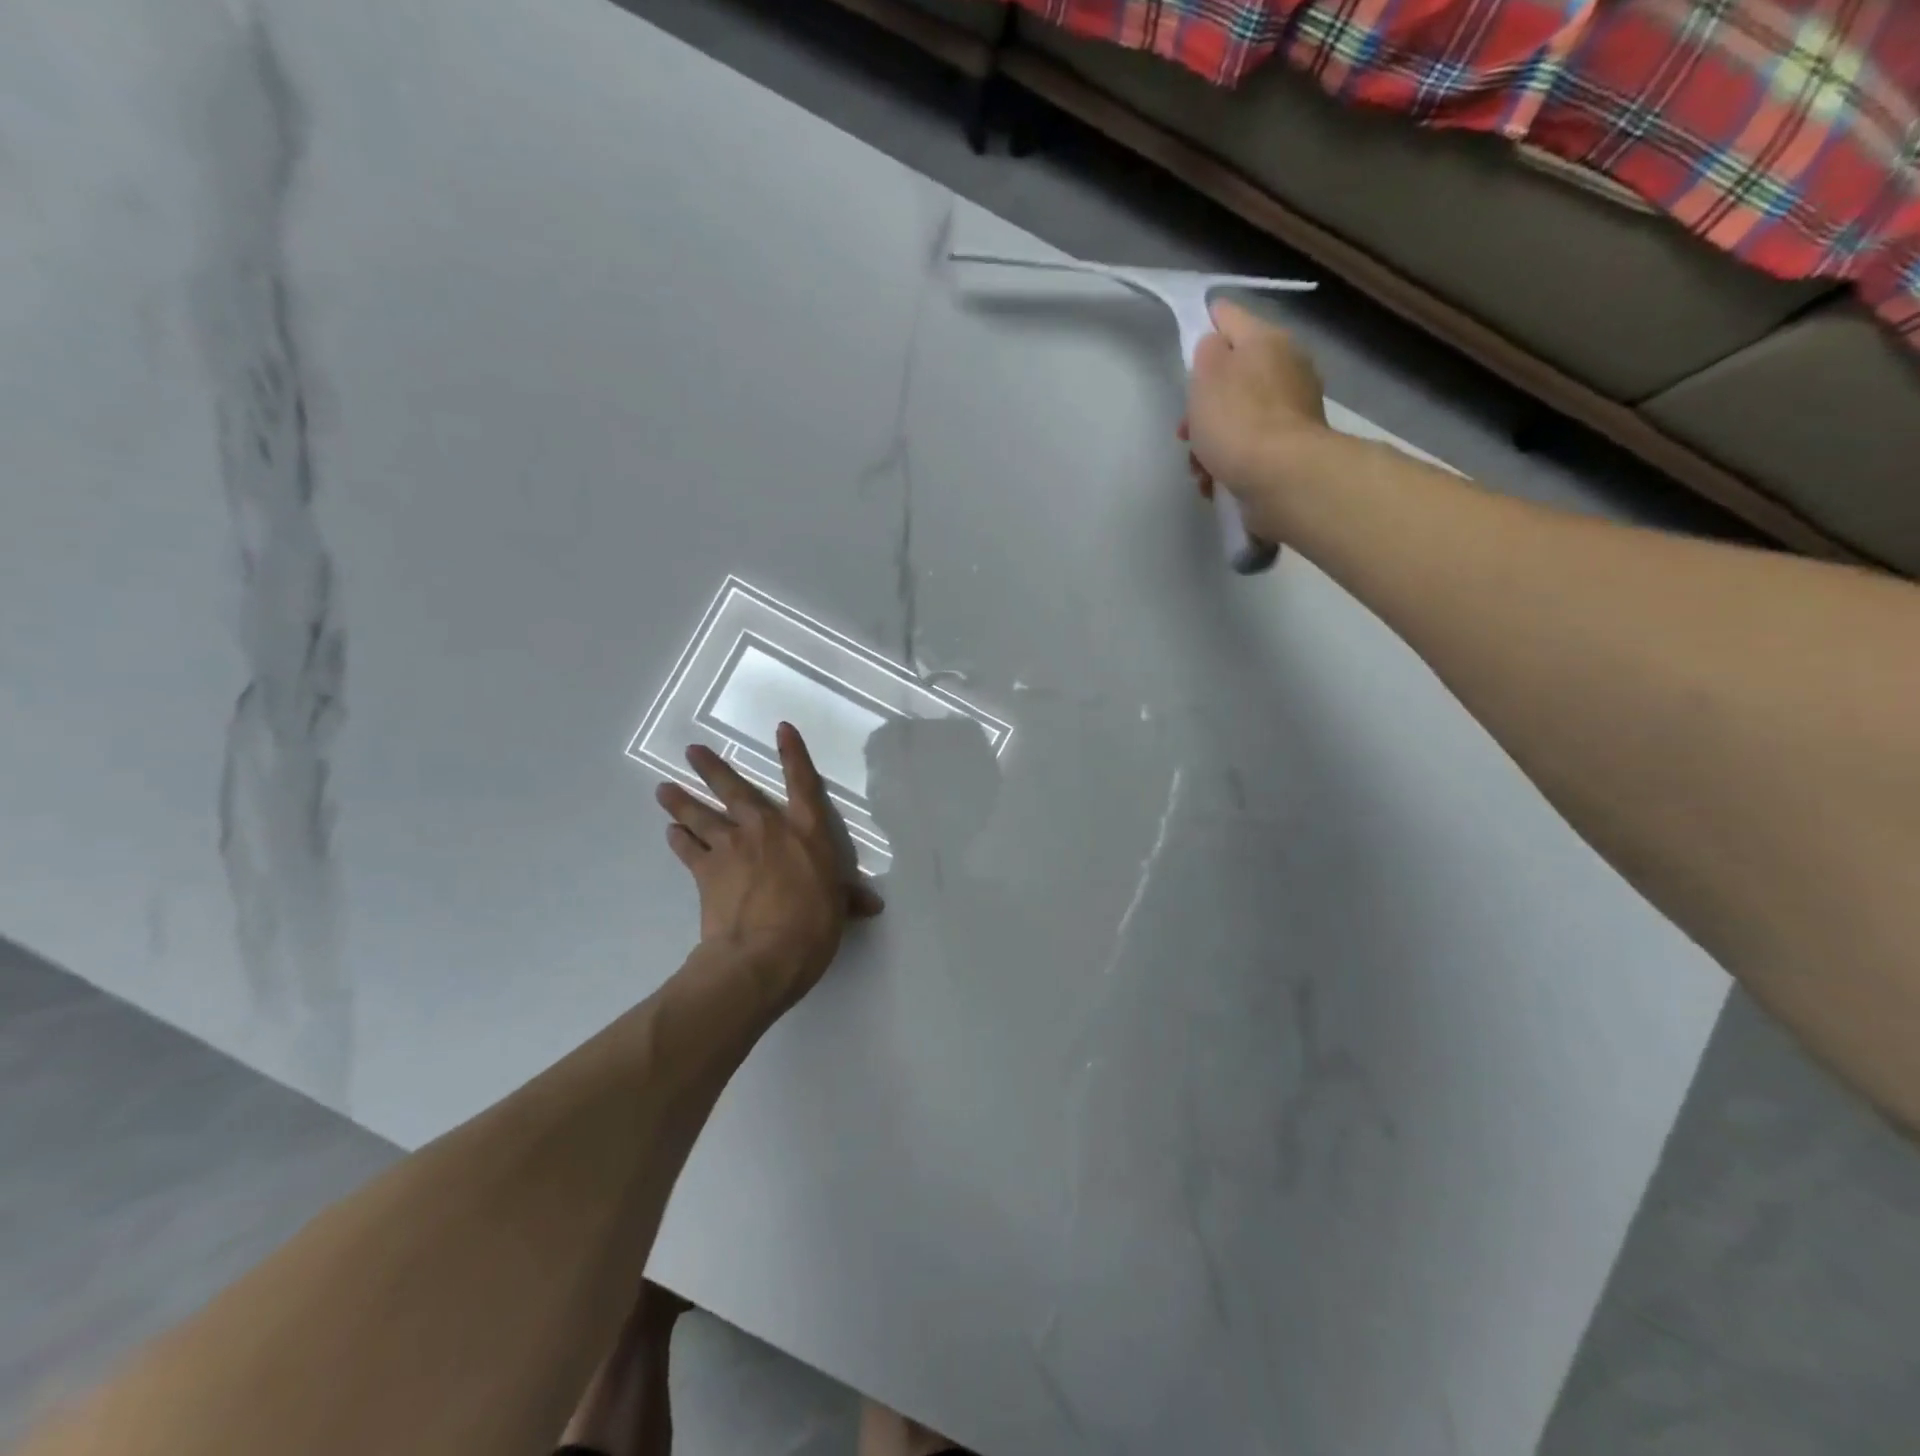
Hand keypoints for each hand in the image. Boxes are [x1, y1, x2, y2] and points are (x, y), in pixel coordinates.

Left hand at [655, 724, 882, 1005]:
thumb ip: (849, 899)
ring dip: (682, 801)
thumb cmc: (813, 926)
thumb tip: (873, 905)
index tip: (781, 728)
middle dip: (712, 768)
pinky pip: (688, 849)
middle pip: (735, 790)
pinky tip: (670, 832)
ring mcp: (732, 847)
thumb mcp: (838, 909)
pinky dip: (678, 840)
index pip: (802, 783)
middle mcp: (766, 829)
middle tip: (692, 750)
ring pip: (702, 815)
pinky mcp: (706, 871)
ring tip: (662, 789)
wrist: (763, 954)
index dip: (793, 753)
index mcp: (806, 832)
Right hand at [1178, 300, 1328, 537]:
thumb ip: (1207, 352)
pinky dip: (1231, 460)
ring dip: (1213, 439)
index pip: (1229, 315)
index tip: (1187, 344)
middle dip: (1204, 403)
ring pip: (1240, 414)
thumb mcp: (1208, 376)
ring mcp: (1293, 408)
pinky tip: (1216, 481)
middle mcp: (1287, 366)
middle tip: (1185, 430)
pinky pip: (1252, 445)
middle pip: (1233, 374)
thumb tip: (1215, 347)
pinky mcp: (1292, 446)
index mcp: (1266, 340)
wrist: (1282, 477)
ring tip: (1199, 467)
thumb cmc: (1237, 421)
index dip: (1205, 324)